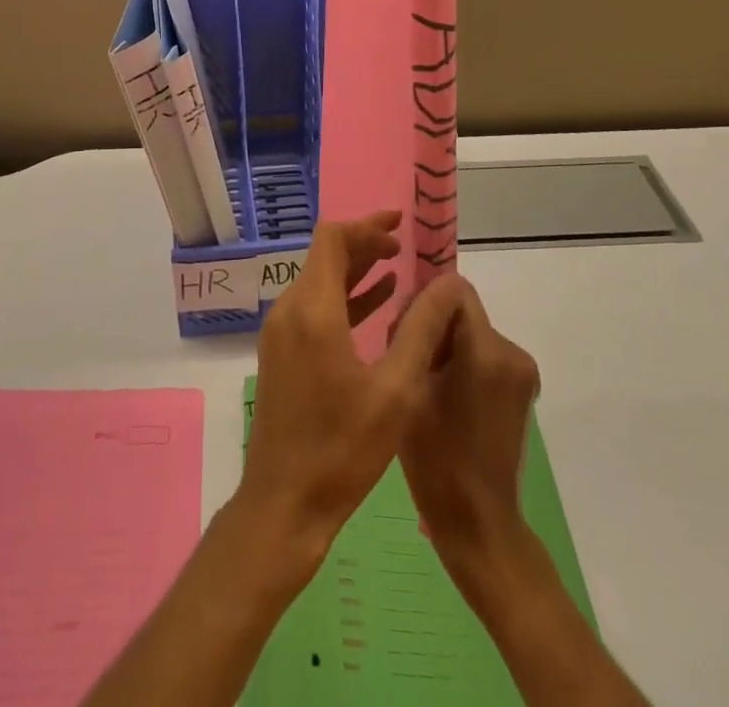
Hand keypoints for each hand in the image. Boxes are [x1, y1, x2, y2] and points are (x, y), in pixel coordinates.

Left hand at [239, 212, 467, 577]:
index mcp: (313, 310)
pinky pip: (313, 308)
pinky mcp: (281, 353)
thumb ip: (422, 330)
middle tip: (403, 246)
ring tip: (396, 268)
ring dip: (355, 270)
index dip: (366, 225)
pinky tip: (376, 305)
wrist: (285, 503)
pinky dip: (344, 298)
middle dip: (363, 244)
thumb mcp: (396, 390)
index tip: (399, 225)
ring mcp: (281, 333)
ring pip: (319, 281)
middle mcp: (289, 310)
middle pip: (324, 256)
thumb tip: (447, 285)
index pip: (332, 239)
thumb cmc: (343, 448)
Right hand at [398, 279, 540, 587]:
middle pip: (463, 312)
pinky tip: (445, 400)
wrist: (476, 522)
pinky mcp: (522, 391)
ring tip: (425, 386)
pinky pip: (484, 356)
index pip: (455, 290)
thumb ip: (415, 333)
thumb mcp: (410, 386)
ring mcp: (523, 374)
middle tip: (409, 363)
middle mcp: (514, 353)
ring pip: (472, 333)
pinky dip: (463, 365)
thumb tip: (414, 300)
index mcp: (487, 350)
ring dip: (447, 347)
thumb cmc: (435, 457)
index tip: (405, 330)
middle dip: (435, 327)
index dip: (425, 301)